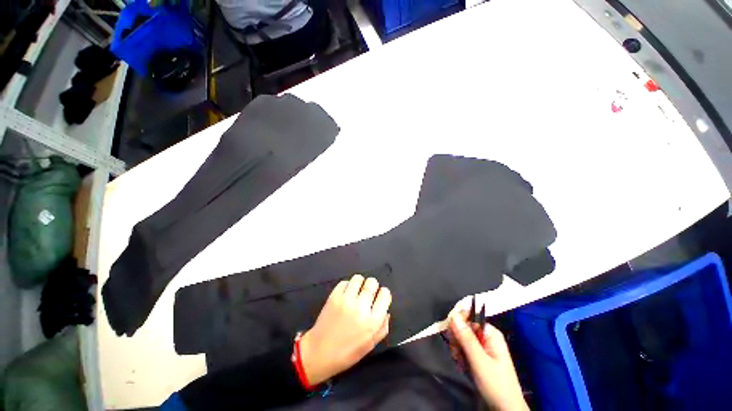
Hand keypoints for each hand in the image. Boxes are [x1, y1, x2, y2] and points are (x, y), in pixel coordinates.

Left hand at [299, 274, 391, 384]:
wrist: (319, 353)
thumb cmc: (347, 353)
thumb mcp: (370, 345)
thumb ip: (382, 328)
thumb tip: (386, 311)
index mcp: (373, 321)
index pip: (385, 294)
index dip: (383, 294)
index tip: (379, 297)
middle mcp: (361, 307)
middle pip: (372, 283)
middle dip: (372, 286)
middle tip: (368, 293)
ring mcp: (346, 300)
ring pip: (358, 278)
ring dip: (360, 283)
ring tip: (357, 291)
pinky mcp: (334, 296)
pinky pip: (344, 282)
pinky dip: (347, 286)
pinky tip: (346, 294)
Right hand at [447, 311, 528, 410]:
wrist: (505, 409)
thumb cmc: (496, 384)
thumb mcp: (479, 361)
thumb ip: (466, 337)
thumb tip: (453, 315)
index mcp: (490, 333)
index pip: (468, 317)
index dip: (457, 323)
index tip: (452, 336)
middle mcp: (485, 336)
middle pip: (463, 327)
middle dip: (457, 340)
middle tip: (458, 354)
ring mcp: (482, 346)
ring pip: (460, 338)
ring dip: (457, 350)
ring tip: (461, 363)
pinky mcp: (477, 355)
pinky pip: (462, 348)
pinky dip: (459, 356)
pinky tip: (462, 366)